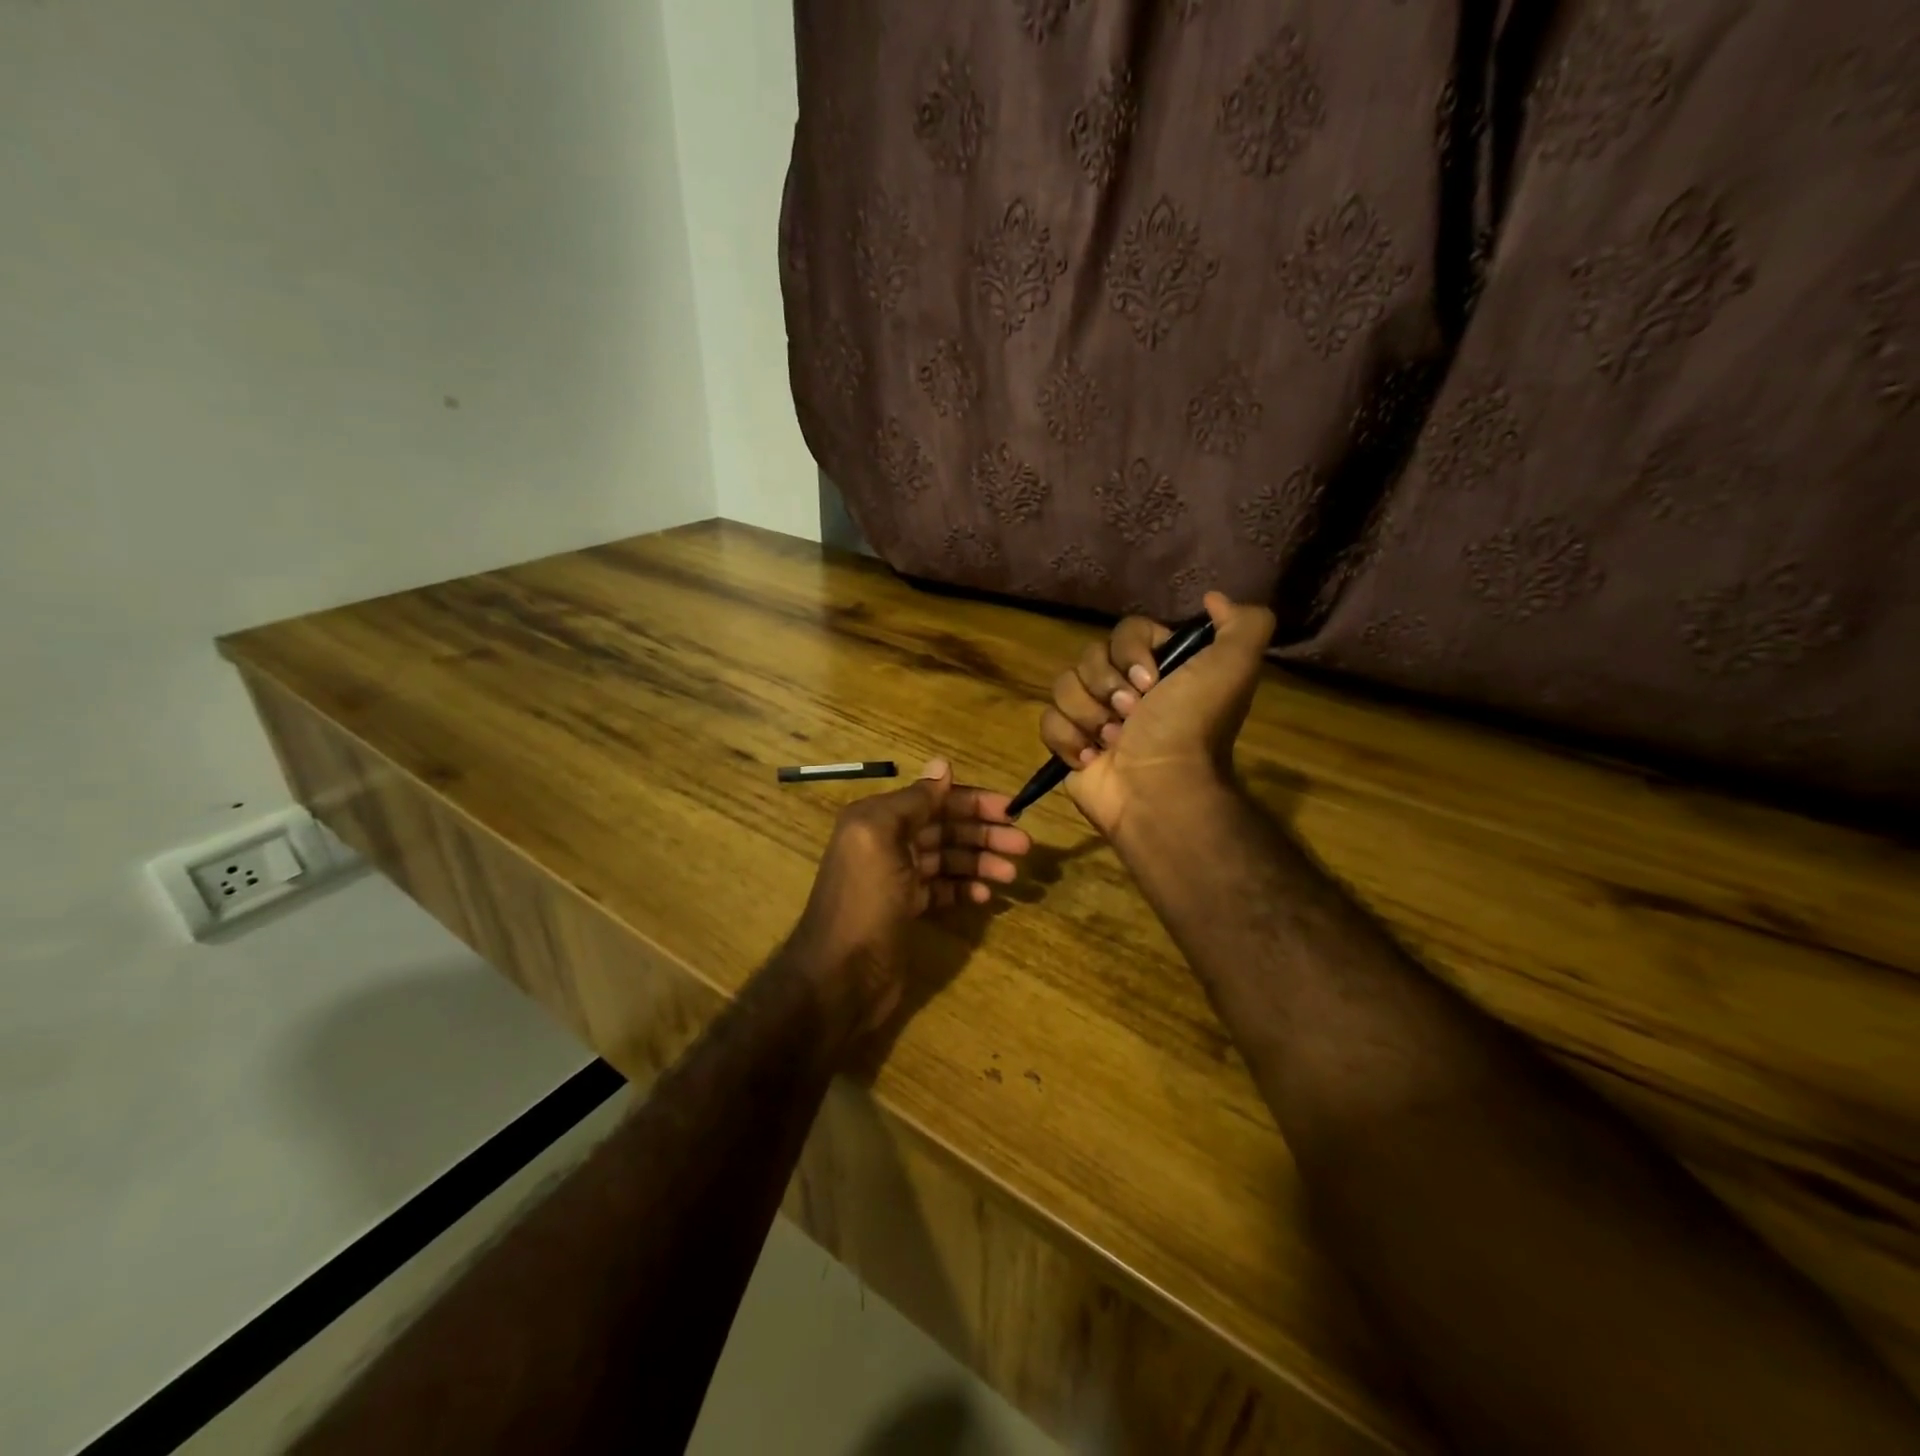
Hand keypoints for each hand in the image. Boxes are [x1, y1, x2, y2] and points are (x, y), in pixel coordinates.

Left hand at [789, 759, 1030, 1031]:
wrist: (839, 976)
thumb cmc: (863, 901)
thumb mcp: (881, 839)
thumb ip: (914, 801)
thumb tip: (943, 765)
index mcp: (878, 819)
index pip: (934, 800)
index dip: (973, 802)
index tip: (1011, 810)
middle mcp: (887, 843)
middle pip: (944, 828)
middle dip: (983, 833)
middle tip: (1023, 845)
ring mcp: (898, 878)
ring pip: (947, 859)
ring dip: (979, 862)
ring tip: (1011, 874)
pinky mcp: (906, 909)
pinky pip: (942, 889)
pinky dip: (963, 888)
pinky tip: (984, 896)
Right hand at [1039, 593, 1274, 839]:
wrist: (1159, 790)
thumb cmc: (1190, 728)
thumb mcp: (1234, 668)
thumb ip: (1243, 624)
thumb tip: (1213, 599)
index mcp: (1160, 667)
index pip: (1124, 630)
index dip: (1131, 652)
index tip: (1150, 682)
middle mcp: (1125, 688)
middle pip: (1089, 657)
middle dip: (1107, 687)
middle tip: (1132, 716)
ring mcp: (1094, 717)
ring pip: (1063, 686)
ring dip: (1088, 715)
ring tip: (1112, 742)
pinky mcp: (1069, 745)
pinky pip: (1048, 721)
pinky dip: (1068, 739)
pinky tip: (1092, 758)